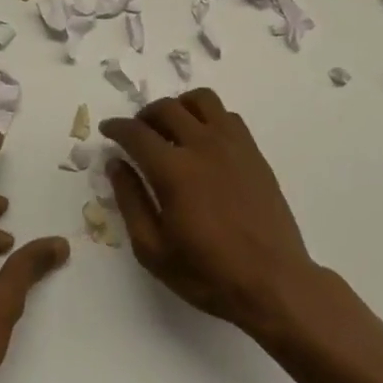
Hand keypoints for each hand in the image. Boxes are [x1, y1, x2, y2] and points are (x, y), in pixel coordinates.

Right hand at [102, 88, 322, 337]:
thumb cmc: (208, 273)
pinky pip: (227, 115)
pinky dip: (208, 117)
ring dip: (179, 107)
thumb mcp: (154, 250)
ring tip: (172, 128)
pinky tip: (204, 141)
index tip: (108, 130)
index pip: (136, 132)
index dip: (116, 127)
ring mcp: (232, 144)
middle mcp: (202, 145)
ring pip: (200, 100)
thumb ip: (130, 201)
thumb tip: (116, 164)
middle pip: (165, 108)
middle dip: (143, 116)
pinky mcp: (253, 151)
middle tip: (137, 133)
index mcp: (173, 170)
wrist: (274, 283)